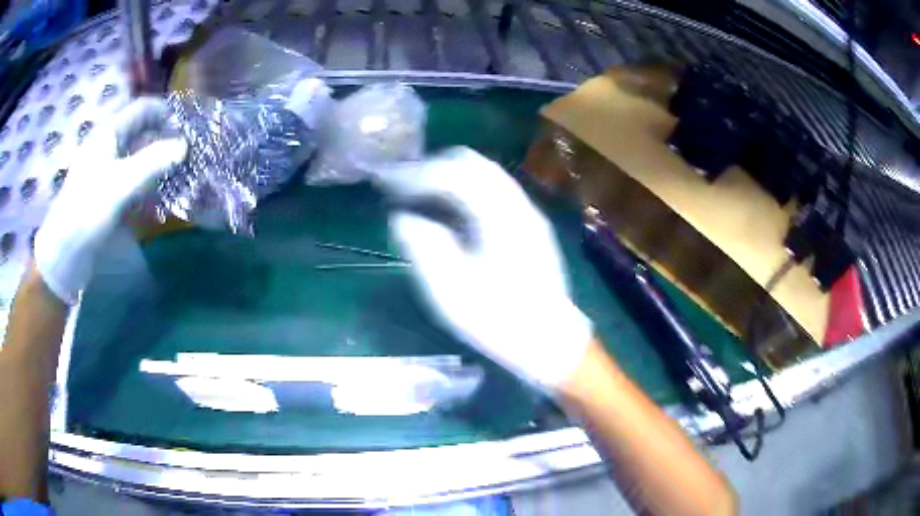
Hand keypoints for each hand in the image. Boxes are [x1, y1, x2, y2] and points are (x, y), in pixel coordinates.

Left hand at [34, 98, 186, 304]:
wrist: (64, 253)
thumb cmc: (88, 210)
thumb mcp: (121, 184)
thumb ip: (153, 162)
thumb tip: (184, 145)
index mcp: (109, 132)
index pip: (143, 109)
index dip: (166, 112)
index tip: (187, 128)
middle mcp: (108, 145)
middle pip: (141, 131)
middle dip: (163, 138)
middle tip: (185, 154)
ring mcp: (105, 169)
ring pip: (137, 156)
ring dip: (157, 163)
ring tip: (176, 176)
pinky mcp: (105, 192)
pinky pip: (131, 179)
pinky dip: (146, 184)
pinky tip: (157, 199)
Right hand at [377, 147, 591, 390]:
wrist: (551, 342)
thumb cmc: (501, 320)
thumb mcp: (452, 291)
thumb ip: (424, 246)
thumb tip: (402, 218)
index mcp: (500, 216)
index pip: (454, 173)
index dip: (416, 174)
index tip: (387, 183)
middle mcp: (518, 204)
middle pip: (473, 164)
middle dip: (432, 167)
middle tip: (401, 183)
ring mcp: (528, 214)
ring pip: (485, 175)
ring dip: (449, 177)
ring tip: (419, 193)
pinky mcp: (530, 227)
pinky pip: (493, 192)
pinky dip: (465, 191)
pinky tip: (448, 211)